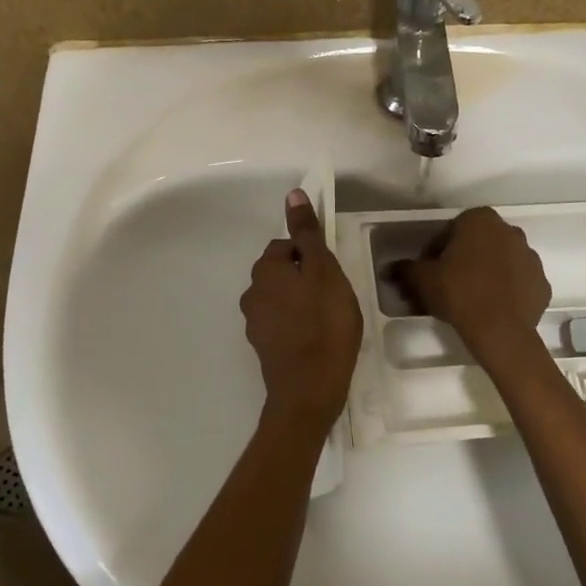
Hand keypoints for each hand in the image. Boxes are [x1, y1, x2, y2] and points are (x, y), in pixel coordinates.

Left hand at [240, 189, 362, 432]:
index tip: (331, 273)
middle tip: (333, 295)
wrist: (309, 390)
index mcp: (265, 270)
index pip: (284, 246)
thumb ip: (307, 233)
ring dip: (300, 302)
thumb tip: (292, 194)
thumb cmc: (324, 324)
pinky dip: (297, 325)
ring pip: (281, 298)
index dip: (310, 255)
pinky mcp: (264, 349)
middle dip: (304, 277)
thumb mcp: (324, 270)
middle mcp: (252, 293)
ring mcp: (255, 324)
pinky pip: (282, 324)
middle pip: (281, 272)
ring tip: (328, 319)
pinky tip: (317, 338)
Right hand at [404, 207, 550, 361]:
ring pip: (501, 261)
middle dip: (464, 259)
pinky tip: (491, 308)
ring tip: (470, 299)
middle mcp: (509, 231)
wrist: (500, 331)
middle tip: (447, 284)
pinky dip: (506, 291)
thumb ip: (406, 269)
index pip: (451, 230)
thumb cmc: (458, 293)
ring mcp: (531, 257)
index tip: (429, 271)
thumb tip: (390, 269)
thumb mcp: (422, 280)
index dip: (436, 251)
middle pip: (479, 243)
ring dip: (487, 273)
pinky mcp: (542, 284)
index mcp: (480, 220)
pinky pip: (518, 283)